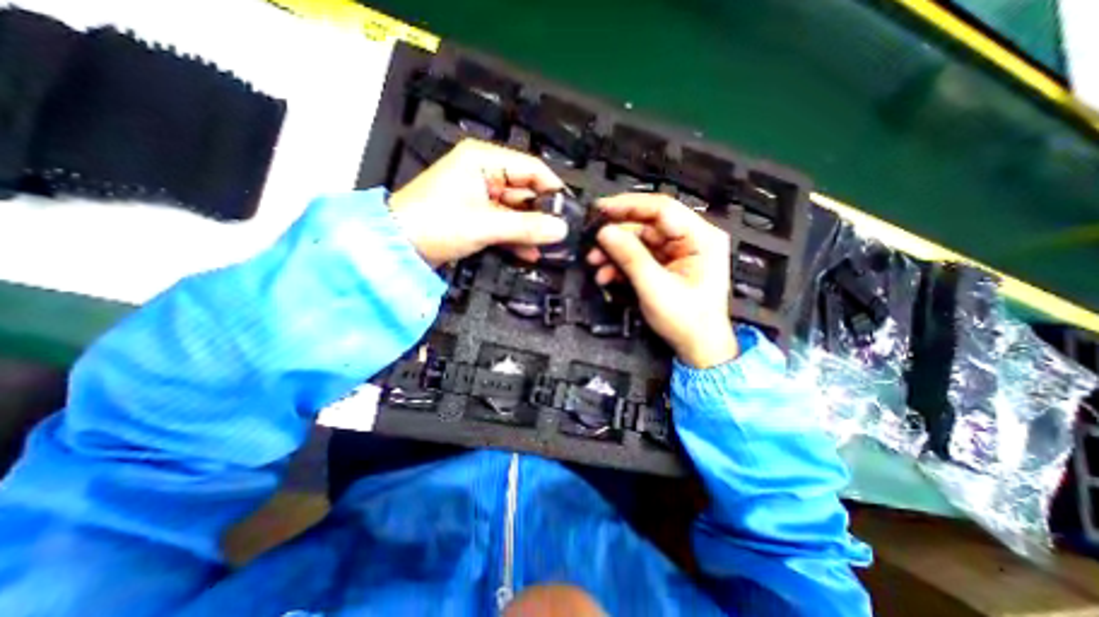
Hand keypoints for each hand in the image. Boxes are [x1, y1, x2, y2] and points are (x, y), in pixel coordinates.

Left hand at [387, 137, 564, 266]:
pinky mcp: (476, 217)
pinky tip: (531, 254)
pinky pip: (504, 224)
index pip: (531, 168)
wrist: (397, 248)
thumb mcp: (486, 225)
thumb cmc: (436, 225)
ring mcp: (480, 197)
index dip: (553, 190)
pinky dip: (516, 238)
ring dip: (530, 230)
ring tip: (550, 248)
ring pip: (516, 211)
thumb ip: (527, 227)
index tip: (570, 212)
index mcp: (484, 160)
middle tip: (561, 236)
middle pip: (525, 192)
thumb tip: (562, 230)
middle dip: (542, 215)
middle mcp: (484, 173)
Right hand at [588, 192, 732, 365]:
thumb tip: (605, 232)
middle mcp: (690, 240)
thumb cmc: (688, 321)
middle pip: (646, 225)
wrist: (697, 348)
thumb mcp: (655, 288)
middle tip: (592, 243)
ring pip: (638, 241)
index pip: (662, 208)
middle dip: (616, 236)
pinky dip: (620, 264)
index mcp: (701, 238)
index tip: (601, 209)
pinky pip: (638, 256)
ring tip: (595, 263)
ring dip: (614, 252)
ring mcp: (677, 252)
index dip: (628, 206)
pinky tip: (606, 275)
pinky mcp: (665, 265)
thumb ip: (630, 257)